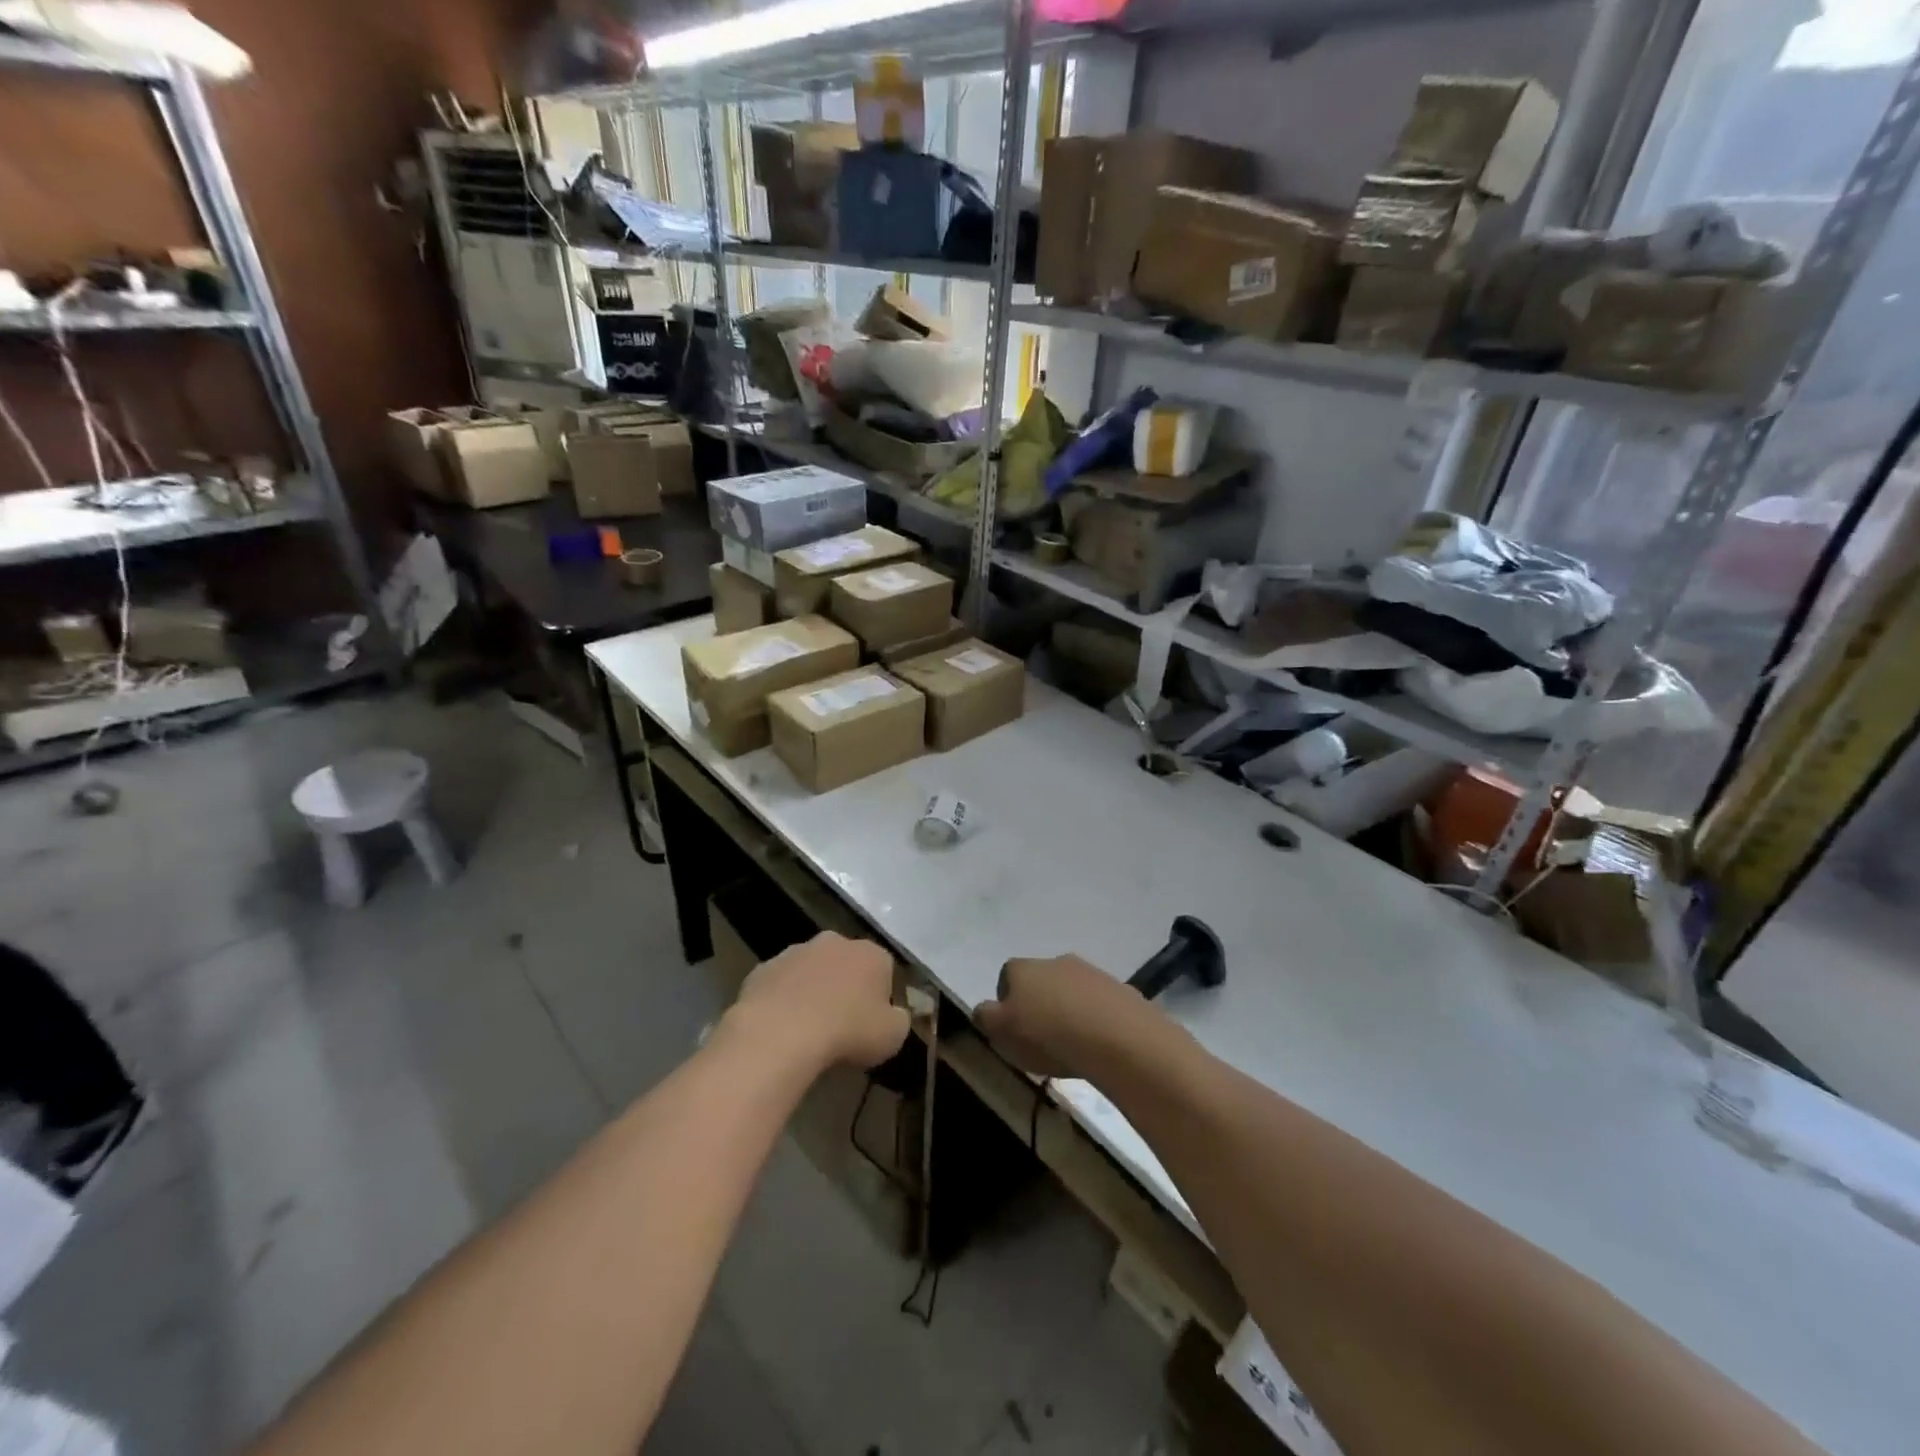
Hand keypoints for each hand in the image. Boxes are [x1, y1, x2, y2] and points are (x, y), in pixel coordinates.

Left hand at [731, 932, 909, 1071]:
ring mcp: (796, 951)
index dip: (880, 998)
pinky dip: (783, 1000)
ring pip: (811, 971)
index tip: (872, 1024)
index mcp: (872, 954)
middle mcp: (835, 942)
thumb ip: (899, 1020)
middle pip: (846, 964)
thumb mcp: (892, 1036)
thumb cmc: (847, 1032)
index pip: (885, 970)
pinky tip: (780, 1028)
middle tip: (841, 1024)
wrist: (781, 1032)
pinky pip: (780, 985)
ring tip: (807, 1029)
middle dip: (845, 986)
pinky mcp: (763, 968)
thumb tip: (894, 1015)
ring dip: (812, 991)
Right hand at [976, 953, 1142, 1080]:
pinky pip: (1098, 1003)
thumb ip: (986, 1017)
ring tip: (1072, 1045)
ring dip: (1068, 1010)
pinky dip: (1095, 1019)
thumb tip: (983, 1009)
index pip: (1006, 976)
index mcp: (1023, 968)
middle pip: (1040, 981)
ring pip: (1070, 990)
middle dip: (1040, 1004)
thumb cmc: (1047, 1034)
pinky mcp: (1119, 989)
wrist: (1116, 1036)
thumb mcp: (1002, 1032)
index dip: (1007, 1002)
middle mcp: (1055, 961)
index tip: (1013, 1029)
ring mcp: (1090, 972)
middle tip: (1042, 1039)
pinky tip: (1097, 1044)